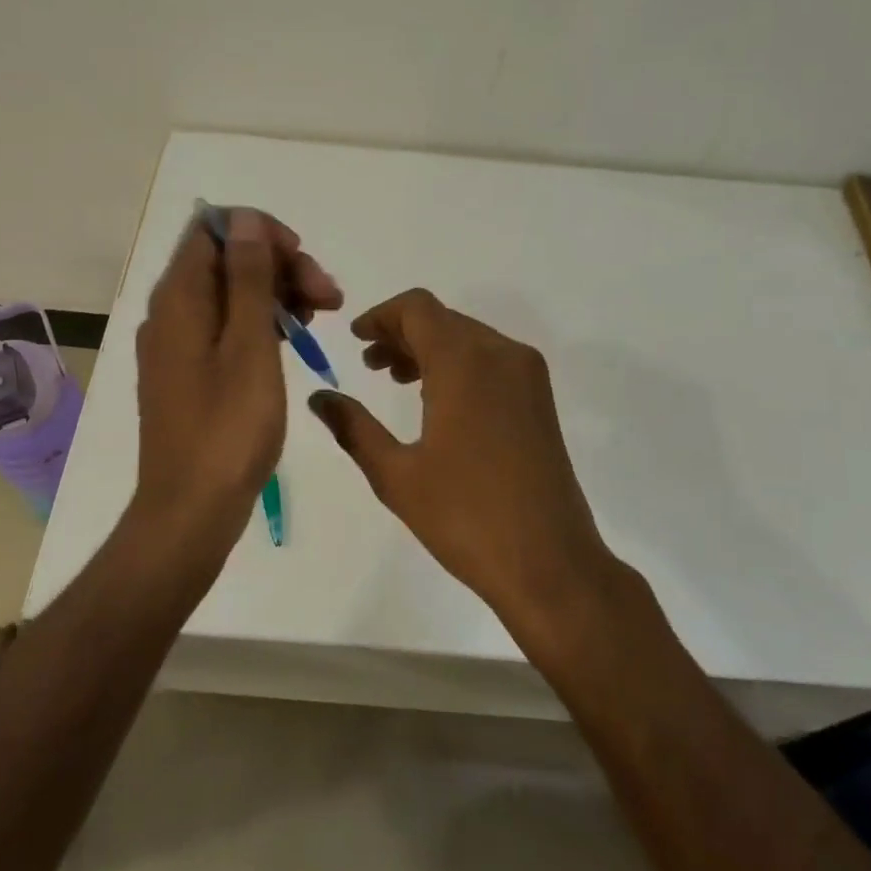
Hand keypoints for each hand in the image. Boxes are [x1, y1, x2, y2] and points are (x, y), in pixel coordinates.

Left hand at [129, 208, 341, 562]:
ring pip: (231, 294)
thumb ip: (247, 278)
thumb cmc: (228, 428)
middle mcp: (171, 312)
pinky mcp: (190, 372)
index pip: (214, 229)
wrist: (191, 510)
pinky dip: (262, 324)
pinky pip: (226, 327)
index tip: (301, 260)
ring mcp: (178, 344)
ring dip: (277, 294)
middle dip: (280, 266)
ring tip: (322, 318)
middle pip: (226, 260)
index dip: (260, 232)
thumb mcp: (249, 346)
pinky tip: (294, 341)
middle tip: (330, 298)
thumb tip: (244, 219)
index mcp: (179, 298)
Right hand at [307, 289, 608, 622]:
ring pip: (468, 337)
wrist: (550, 562)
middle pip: (443, 319)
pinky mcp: (539, 398)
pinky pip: (491, 359)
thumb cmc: (466, 517)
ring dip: (430, 348)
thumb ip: (354, 427)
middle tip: (369, 364)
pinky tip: (436, 399)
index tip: (356, 339)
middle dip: (402, 333)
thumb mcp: (397, 475)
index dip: (381, 315)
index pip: (417, 308)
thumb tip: (320, 397)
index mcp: (464, 362)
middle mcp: (501, 353)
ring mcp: (527, 374)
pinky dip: (458, 364)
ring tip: (396, 379)